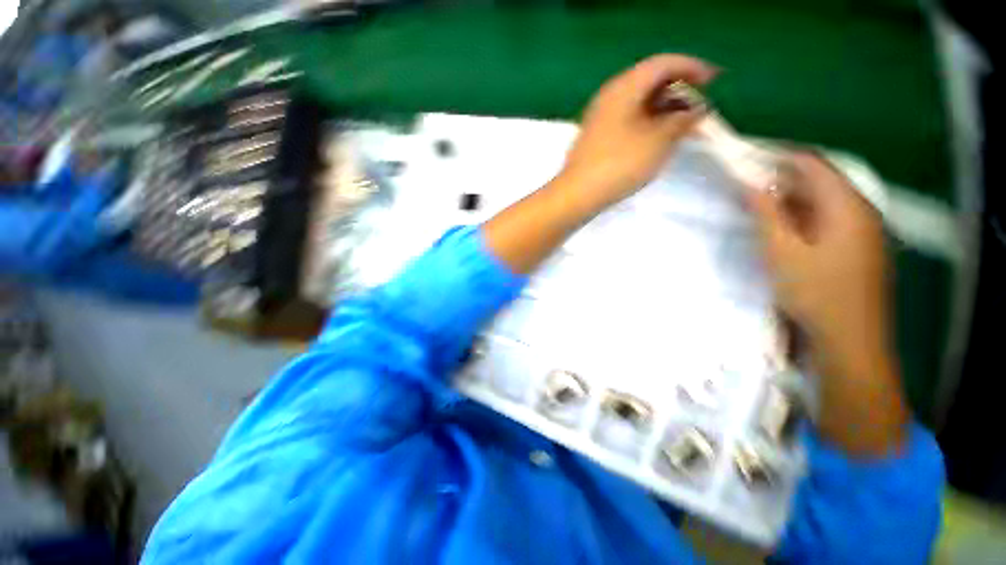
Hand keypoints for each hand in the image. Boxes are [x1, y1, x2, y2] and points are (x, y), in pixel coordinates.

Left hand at [558, 54, 716, 210]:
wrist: (577, 194)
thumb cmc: (619, 164)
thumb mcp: (658, 141)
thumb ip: (682, 120)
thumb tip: (696, 109)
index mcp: (624, 87)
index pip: (663, 64)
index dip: (692, 68)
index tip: (714, 80)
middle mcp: (609, 97)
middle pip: (650, 82)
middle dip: (678, 93)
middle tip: (698, 111)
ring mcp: (600, 118)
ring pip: (638, 104)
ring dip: (663, 111)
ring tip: (682, 128)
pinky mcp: (596, 138)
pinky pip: (627, 120)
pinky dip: (647, 124)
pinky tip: (657, 139)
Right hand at [747, 152, 907, 453]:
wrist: (851, 341)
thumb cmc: (815, 293)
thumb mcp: (782, 251)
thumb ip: (767, 213)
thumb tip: (751, 182)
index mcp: (847, 205)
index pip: (812, 163)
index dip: (779, 157)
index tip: (747, 161)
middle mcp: (861, 210)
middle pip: (820, 180)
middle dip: (782, 180)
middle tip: (747, 188)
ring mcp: (864, 229)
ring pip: (824, 200)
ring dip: (791, 200)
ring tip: (760, 208)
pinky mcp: (859, 247)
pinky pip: (829, 219)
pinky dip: (804, 217)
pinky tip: (785, 231)